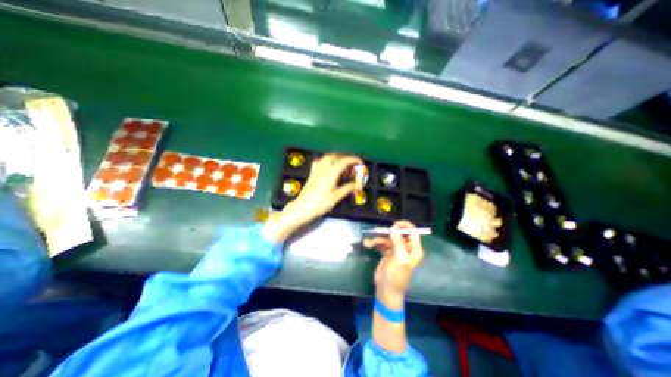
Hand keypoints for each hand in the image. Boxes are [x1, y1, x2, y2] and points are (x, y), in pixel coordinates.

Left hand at [266, 152, 364, 240]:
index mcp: (331, 172)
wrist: (302, 208)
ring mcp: (316, 170)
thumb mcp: (336, 197)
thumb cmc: (320, 203)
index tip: (361, 162)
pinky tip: (329, 168)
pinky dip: (327, 161)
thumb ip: (348, 188)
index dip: (354, 160)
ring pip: (327, 157)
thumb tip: (358, 185)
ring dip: (336, 158)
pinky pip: (320, 162)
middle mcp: (323, 168)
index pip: (344, 161)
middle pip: (335, 156)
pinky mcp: (312, 173)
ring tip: (342, 167)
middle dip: (345, 158)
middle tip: (351, 166)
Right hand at [363, 221, 423, 297]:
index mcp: (414, 249)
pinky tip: (367, 244)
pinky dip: (374, 243)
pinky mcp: (387, 252)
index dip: (404, 226)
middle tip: (376, 232)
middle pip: (397, 233)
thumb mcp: (399, 259)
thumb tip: (393, 228)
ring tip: (368, 242)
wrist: (386, 291)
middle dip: (386, 232)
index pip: (413, 232)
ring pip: (387, 238)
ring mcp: (396, 250)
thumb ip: (398, 242)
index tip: (393, 225)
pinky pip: (381, 243)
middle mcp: (406, 248)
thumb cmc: (396, 276)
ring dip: (377, 239)